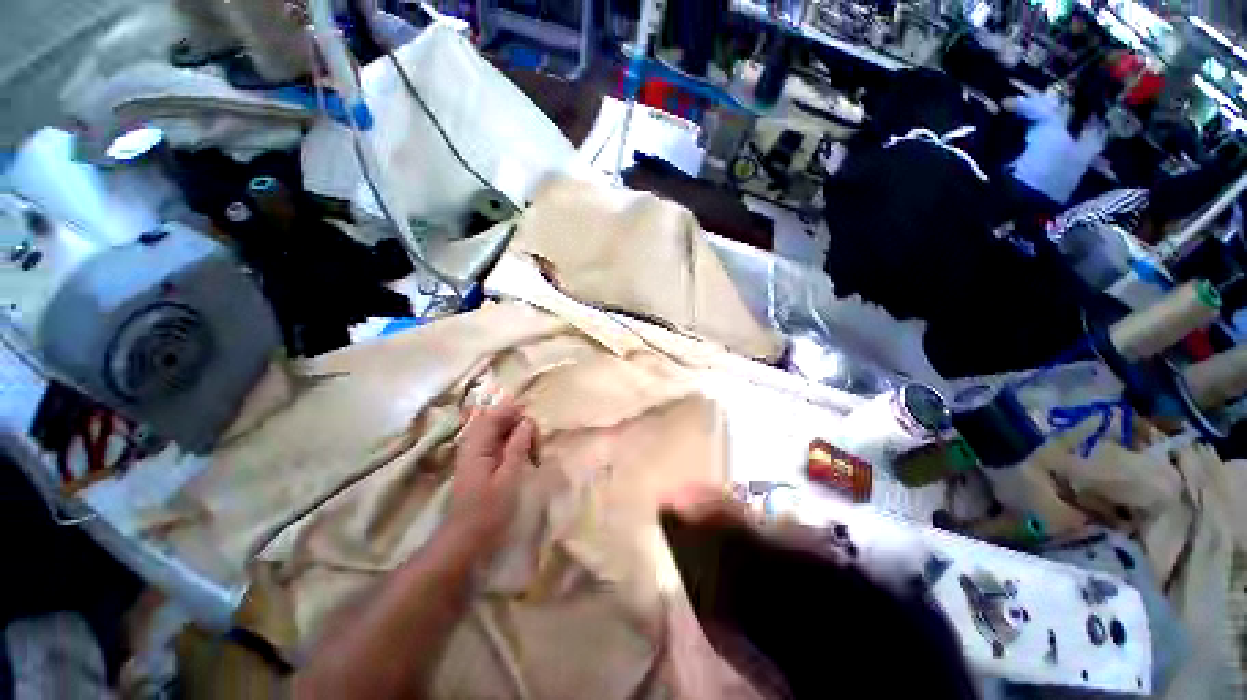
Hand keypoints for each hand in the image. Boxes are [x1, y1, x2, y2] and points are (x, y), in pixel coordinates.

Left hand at [446, 401, 535, 552]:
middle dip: (519, 424)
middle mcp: (473, 443)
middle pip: (497, 419)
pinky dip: (512, 444)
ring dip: (517, 434)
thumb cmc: (488, 511)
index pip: (495, 414)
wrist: (464, 540)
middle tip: (536, 443)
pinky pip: (497, 442)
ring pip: (498, 430)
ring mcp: (474, 452)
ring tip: (532, 450)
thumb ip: (517, 447)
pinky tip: (522, 455)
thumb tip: (527, 421)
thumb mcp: (508, 478)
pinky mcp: (479, 462)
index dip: (516, 412)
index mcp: (477, 445)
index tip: (535, 426)